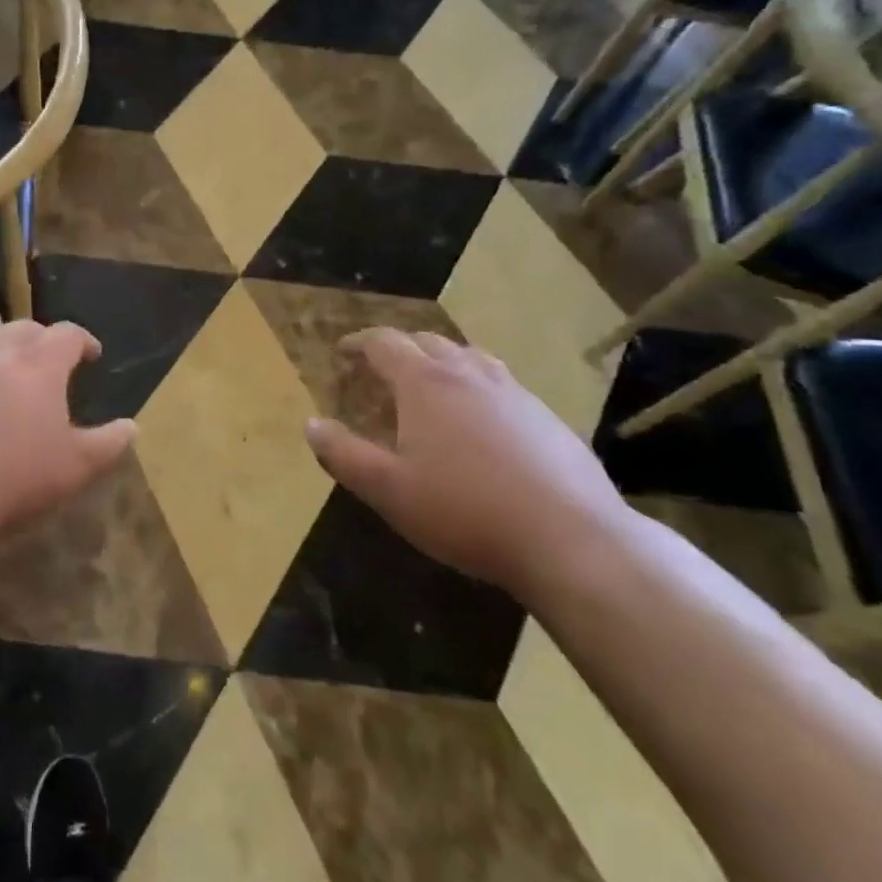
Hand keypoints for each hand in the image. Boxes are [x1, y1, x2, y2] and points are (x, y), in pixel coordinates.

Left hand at [0, 321, 136, 532]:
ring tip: (9, 372)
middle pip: (25, 328)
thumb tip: (132, 428)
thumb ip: (109, 444)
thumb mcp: (77, 467)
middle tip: (51, 360)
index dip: (83, 340)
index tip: (91, 354)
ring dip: (2, 349)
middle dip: (43, 339)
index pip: (68, 334)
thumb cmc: (16, 475)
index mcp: (39, 362)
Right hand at [303, 330, 631, 598]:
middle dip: (398, 349)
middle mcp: (468, 373)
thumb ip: (343, 454)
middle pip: (426, 342)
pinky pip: (500, 384)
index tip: (342, 352)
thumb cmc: (465, 510)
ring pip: (468, 357)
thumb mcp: (389, 490)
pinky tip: (481, 422)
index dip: (359, 343)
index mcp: (425, 382)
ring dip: (440, 362)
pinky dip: (476, 387)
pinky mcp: (546, 416)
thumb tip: (311, 424)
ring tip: (429, 387)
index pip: (384, 343)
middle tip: (381, 372)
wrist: (570, 539)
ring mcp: (513, 391)